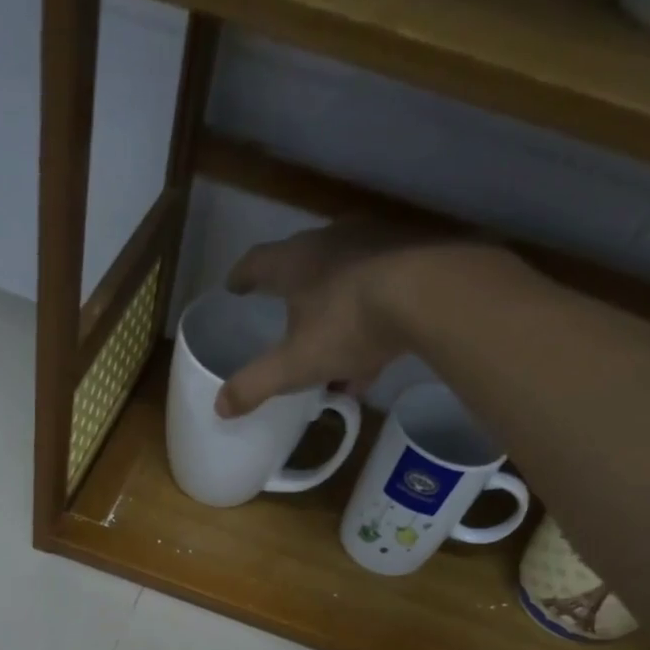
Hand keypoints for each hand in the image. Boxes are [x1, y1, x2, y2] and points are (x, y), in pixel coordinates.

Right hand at [215, 222, 450, 417]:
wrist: (430, 295)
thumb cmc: (348, 324)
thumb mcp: (295, 364)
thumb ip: (256, 384)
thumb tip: (219, 406)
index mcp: (296, 262)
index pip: (257, 262)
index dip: (242, 277)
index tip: (233, 286)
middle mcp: (332, 243)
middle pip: (303, 264)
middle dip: (292, 292)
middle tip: (284, 312)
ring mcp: (375, 246)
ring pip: (345, 280)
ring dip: (333, 311)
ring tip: (330, 348)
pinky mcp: (412, 259)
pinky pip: (380, 293)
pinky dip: (368, 321)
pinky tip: (372, 357)